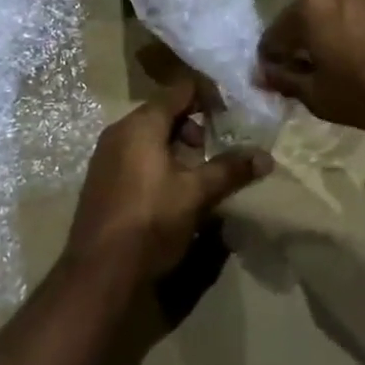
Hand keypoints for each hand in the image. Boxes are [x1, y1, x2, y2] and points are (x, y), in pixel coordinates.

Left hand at [64, 79, 272, 281]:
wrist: (99, 274)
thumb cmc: (150, 221)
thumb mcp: (196, 194)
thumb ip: (230, 170)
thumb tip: (265, 157)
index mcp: (141, 123)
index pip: (181, 90)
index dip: (209, 96)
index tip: (233, 114)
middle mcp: (120, 131)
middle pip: (165, 112)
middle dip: (195, 127)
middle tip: (216, 151)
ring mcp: (106, 156)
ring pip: (150, 137)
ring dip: (178, 148)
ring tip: (199, 176)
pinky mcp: (102, 180)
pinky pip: (136, 156)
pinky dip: (158, 163)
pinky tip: (173, 192)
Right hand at [257, 0, 364, 133]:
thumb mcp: (323, 99)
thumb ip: (288, 82)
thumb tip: (263, 72)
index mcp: (309, 11)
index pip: (274, 34)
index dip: (272, 58)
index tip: (278, 77)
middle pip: (306, 2)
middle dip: (304, 26)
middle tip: (318, 55)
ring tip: (351, 27)